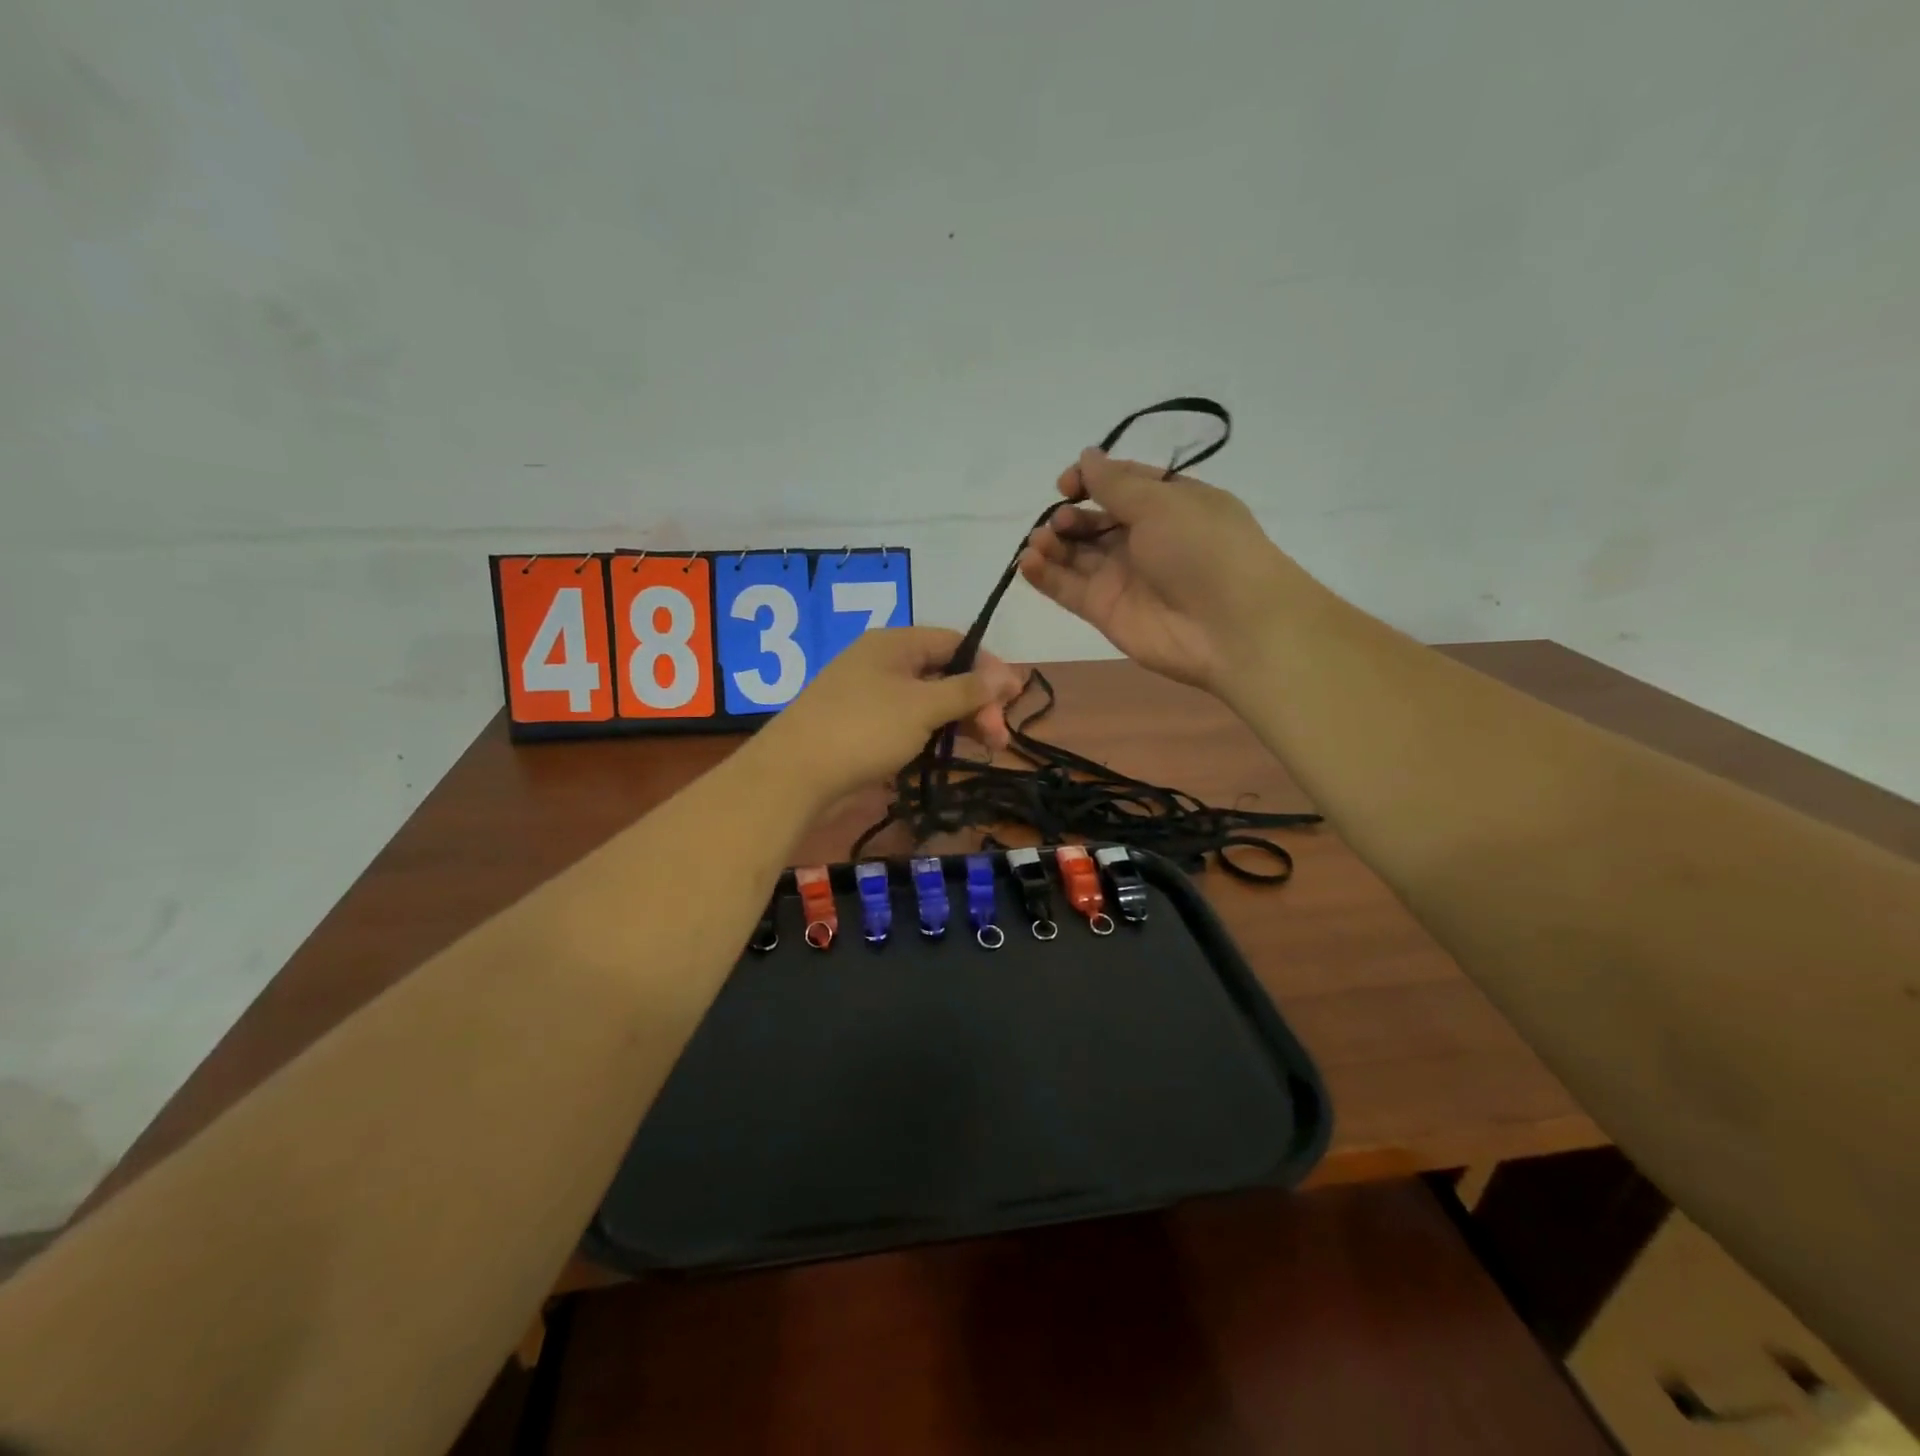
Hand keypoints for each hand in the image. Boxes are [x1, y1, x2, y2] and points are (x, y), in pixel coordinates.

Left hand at [756, 627, 1025, 804]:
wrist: (794, 774)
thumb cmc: (864, 729)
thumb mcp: (923, 706)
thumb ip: (968, 690)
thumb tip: (1009, 673)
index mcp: (895, 643)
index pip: (955, 642)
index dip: (989, 667)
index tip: (1014, 698)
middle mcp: (883, 662)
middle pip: (944, 673)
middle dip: (977, 702)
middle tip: (1000, 738)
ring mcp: (870, 695)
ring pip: (928, 701)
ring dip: (959, 721)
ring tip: (986, 749)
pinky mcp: (862, 726)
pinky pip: (908, 722)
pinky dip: (932, 734)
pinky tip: (949, 754)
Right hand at [1019, 449, 1294, 693]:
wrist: (1229, 626)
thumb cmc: (1203, 549)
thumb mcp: (1162, 502)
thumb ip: (1116, 484)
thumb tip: (1086, 456)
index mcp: (1168, 504)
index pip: (1120, 485)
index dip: (1090, 480)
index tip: (1067, 484)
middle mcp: (1144, 539)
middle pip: (1094, 521)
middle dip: (1070, 517)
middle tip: (1062, 522)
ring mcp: (1123, 577)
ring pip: (1076, 556)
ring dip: (1052, 544)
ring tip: (1040, 543)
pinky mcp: (1105, 611)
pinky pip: (1068, 589)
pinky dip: (1045, 576)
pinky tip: (1028, 563)